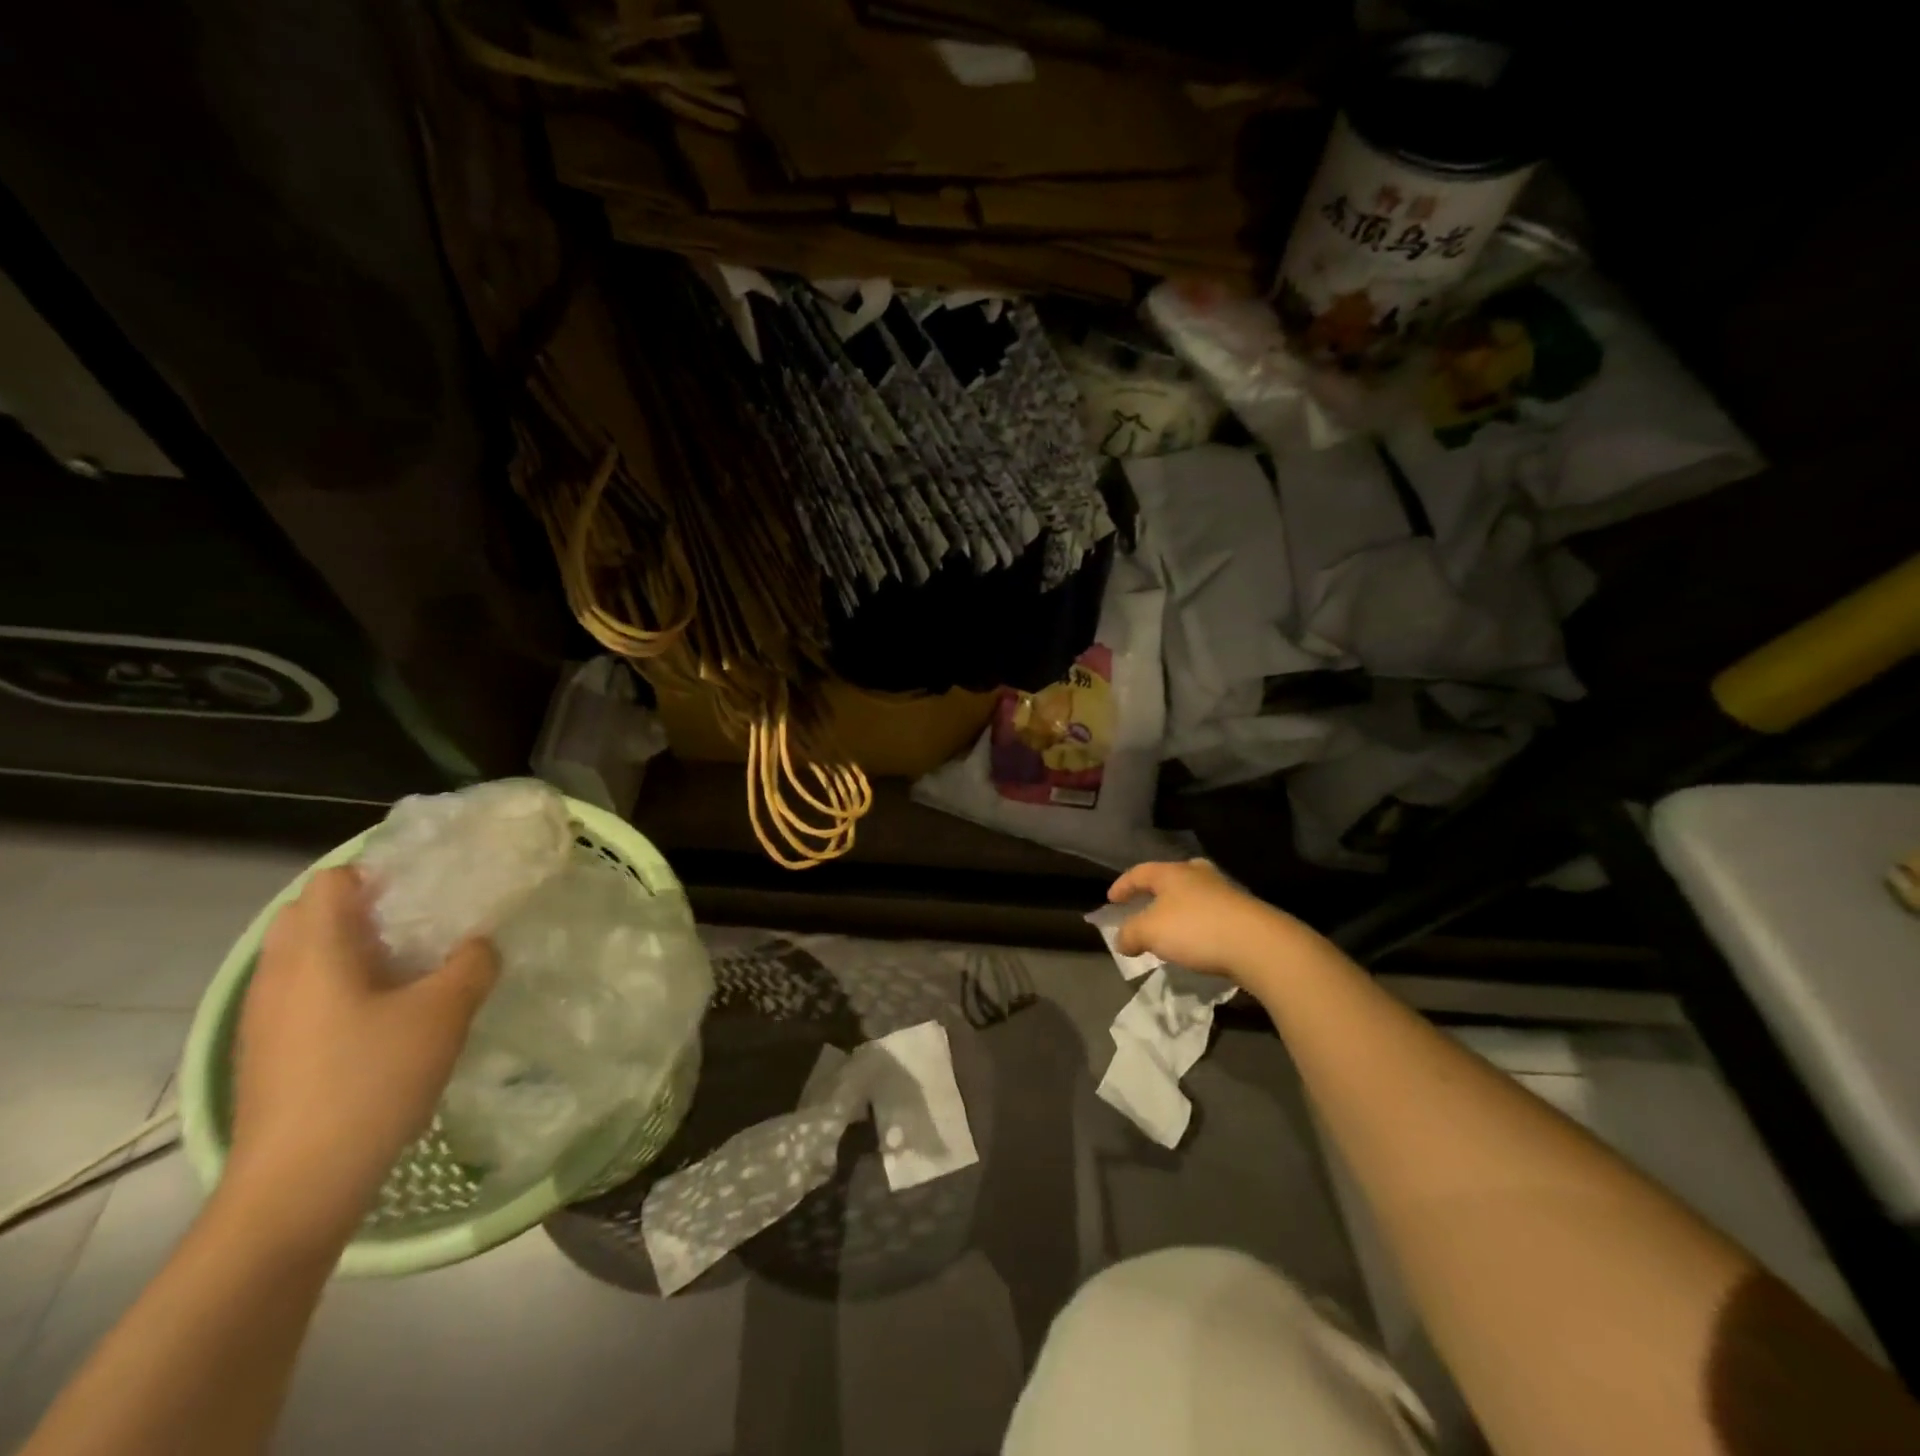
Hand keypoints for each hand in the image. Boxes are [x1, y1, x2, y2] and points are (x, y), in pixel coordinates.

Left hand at [224, 867, 497, 1253]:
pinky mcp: (268, 1054)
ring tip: (412, 966)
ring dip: (354, 949)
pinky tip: (386, 1015)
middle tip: (424, 921)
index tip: (429, 886)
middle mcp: (278, 977)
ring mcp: (266, 1019)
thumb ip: (472, 963)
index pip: (332, 882)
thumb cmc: (371, 1080)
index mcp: (315, 954)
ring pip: (306, 958)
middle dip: (365, 908)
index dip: (379, 872)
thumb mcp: (445, 1013)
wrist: (297, 1186)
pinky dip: (341, 986)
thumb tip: (478, 945)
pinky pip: (304, 995)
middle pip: (311, 915)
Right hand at [1106, 859, 1311, 988]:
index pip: (1139, 872)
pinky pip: (1212, 913)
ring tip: (1172, 927)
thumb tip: (1121, 940)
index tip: (1111, 900)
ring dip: (1180, 908)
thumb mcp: (1150, 932)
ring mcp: (1225, 892)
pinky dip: (1199, 923)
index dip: (1122, 885)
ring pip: (1195, 894)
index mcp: (1172, 873)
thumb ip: (1130, 934)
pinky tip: (1198, 941)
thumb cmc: (1196, 929)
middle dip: (1157, 890)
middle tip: (1147, 903)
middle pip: (1172, 876)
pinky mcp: (1244, 913)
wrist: (1259, 945)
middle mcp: (1198, 875)